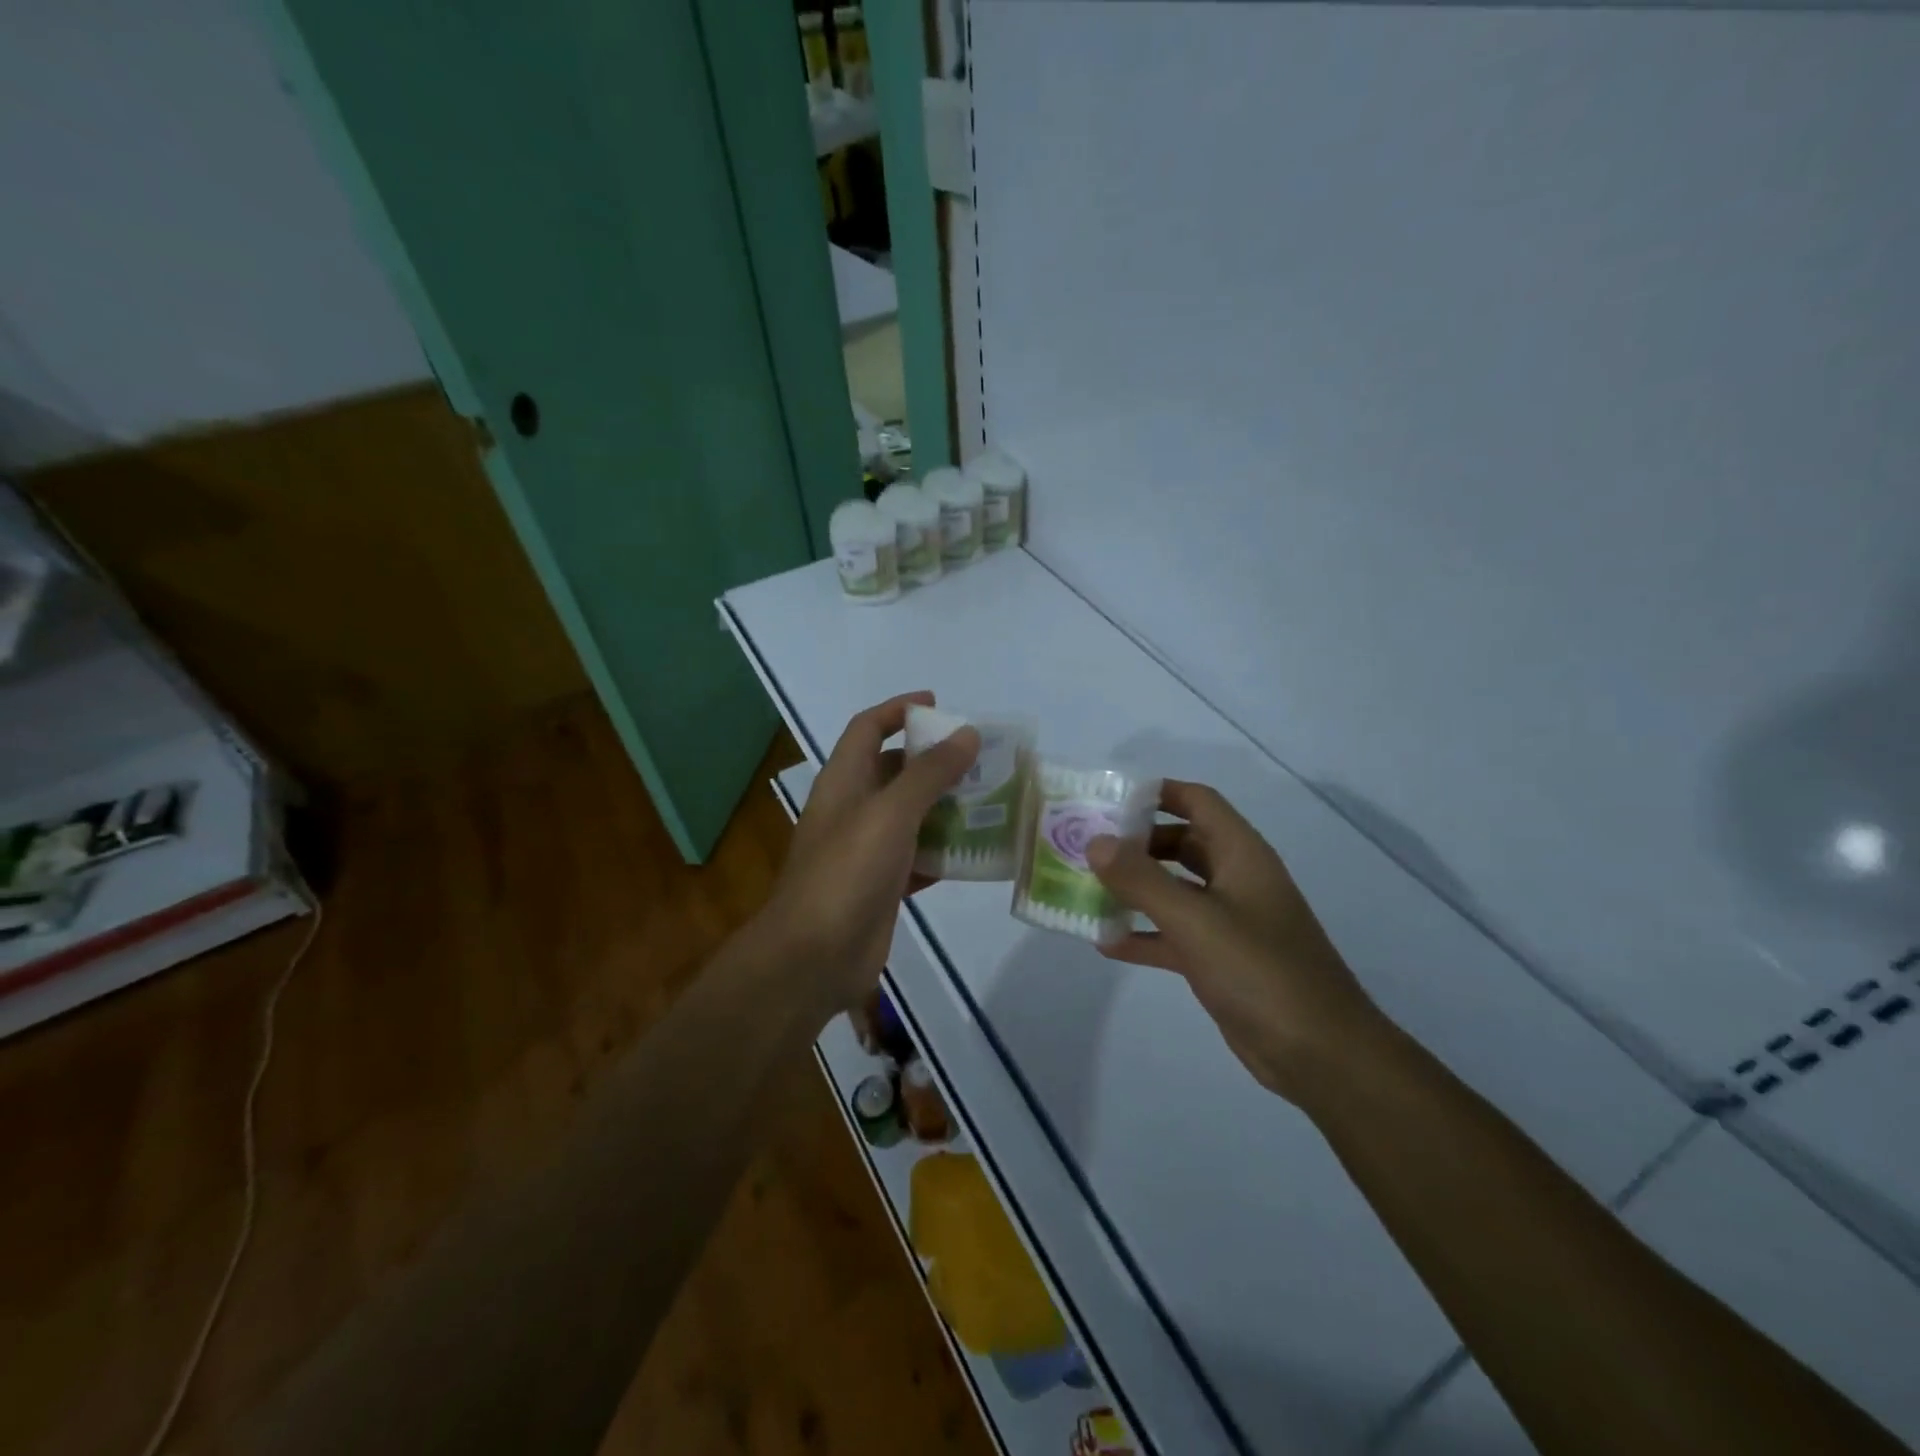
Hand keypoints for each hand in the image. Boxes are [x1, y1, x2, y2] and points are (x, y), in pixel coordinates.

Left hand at [763, 692, 978, 1007]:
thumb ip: (929, 773)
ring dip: (946, 806)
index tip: (939, 706)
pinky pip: (918, 857)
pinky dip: (944, 852)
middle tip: (980, 758)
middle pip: (894, 770)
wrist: (813, 957)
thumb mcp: (890, 813)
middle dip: (933, 760)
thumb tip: (966, 734)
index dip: (898, 710)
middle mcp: (853, 809)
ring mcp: (866, 850)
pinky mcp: (882, 886)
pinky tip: (978, 852)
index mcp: (843, 781)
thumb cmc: (847, 873)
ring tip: (990, 800)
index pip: (867, 728)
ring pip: (911, 815)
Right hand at [1086, 781, 1381, 1101]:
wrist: (1320, 1054)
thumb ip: (1142, 879)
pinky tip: (1106, 943)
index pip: (1197, 801)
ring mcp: (1230, 921)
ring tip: (1086, 888)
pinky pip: (1175, 935)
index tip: (1108, 800)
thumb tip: (1095, 842)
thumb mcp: (1195, 920)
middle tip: (1087, 846)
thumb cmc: (1260, 971)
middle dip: (1136, 842)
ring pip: (1175, 889)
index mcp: (1241, 855)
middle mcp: (1236, 879)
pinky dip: (1145, 934)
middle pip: (1181, 842)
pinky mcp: (1222, 960)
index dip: (1156, 793)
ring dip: (1136, 888)